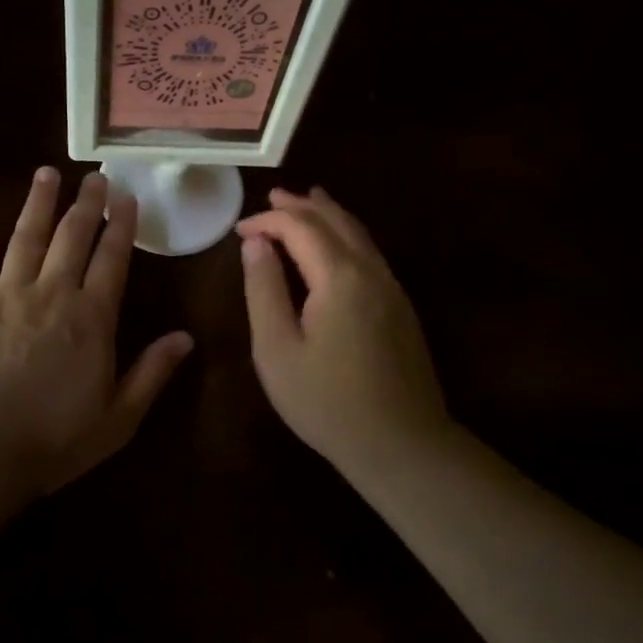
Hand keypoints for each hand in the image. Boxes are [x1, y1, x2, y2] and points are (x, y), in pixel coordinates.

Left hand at [0, 167, 193, 498]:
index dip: (121, 226)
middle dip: (86, 203)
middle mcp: (51, 294)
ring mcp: (6, 296)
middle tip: (95, 176)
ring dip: (38, 203)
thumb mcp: (118, 419)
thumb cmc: (52, 442)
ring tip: (47, 173)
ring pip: (26, 237)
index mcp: (91, 318)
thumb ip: (152, 373)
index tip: (126, 197)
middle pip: (72, 237)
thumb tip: (186, 337)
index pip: (112, 259)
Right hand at [238, 188, 449, 467]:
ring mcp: (392, 288)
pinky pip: (370, 253)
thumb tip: (255, 244)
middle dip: (302, 206)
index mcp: (339, 276)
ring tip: (308, 201)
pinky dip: (347, 235)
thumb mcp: (277, 349)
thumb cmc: (327, 402)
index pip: (301, 227)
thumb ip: (264, 290)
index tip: (239, 230)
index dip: (268, 220)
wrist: (402, 445)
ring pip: (359, 234)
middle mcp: (371, 271)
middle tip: (273, 198)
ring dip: (329, 215)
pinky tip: (338, 245)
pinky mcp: (402, 307)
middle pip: (335, 221)